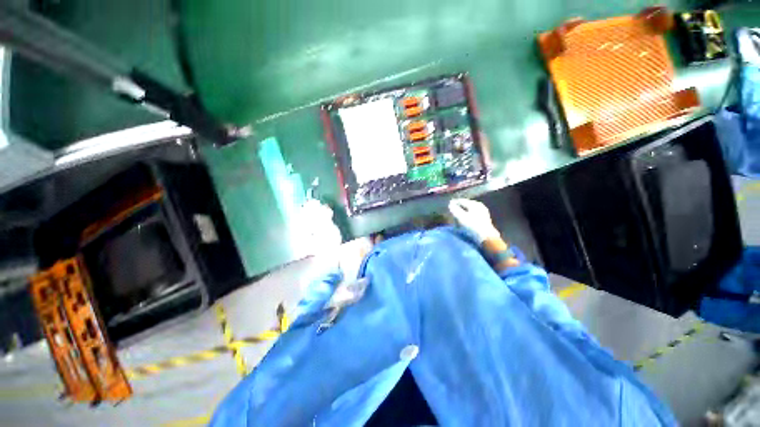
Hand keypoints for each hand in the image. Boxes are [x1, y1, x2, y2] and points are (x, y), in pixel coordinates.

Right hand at [448, 198, 499, 242]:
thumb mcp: (461, 217)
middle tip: (451, 214)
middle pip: (465, 206)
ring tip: (456, 220)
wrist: (486, 238)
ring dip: (461, 214)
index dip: (453, 203)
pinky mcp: (483, 220)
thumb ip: (454, 209)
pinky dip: (466, 218)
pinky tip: (463, 223)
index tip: (447, 207)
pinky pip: (472, 216)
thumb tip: (450, 204)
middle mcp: (479, 206)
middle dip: (458, 209)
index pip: (461, 201)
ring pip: (468, 211)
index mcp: (474, 204)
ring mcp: (482, 213)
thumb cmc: (472, 226)